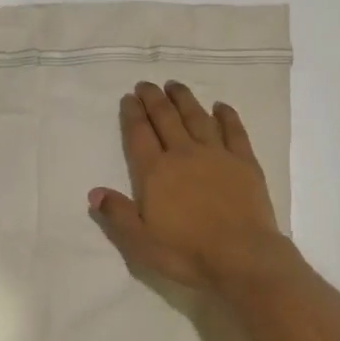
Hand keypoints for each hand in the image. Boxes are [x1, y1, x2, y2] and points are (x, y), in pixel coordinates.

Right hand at [90, 81, 297, 291]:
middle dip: (154, 99)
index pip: (139, 135)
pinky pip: (234, 130)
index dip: (133, 114)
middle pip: (166, 118)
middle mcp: (184, 154)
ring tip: (174, 85)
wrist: (241, 255)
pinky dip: (226, 115)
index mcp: (156, 172)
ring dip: (184, 99)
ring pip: (197, 117)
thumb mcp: (141, 242)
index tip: (129, 97)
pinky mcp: (244, 161)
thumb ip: (118, 214)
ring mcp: (217, 154)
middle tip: (146, 85)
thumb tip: (95, 192)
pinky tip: (220, 106)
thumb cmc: (186, 252)